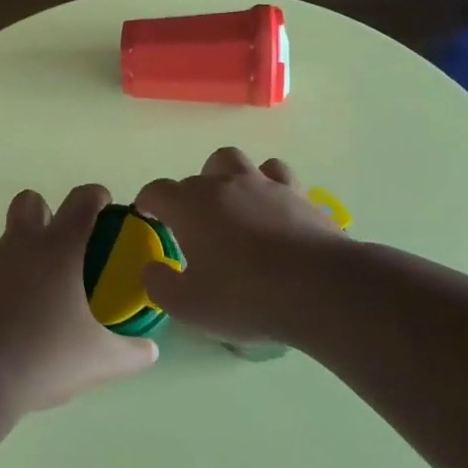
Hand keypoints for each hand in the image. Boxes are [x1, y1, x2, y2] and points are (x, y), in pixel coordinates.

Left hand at [0, 184, 159, 416]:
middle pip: (31, 202)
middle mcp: (19, 246)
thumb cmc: (42, 358)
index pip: (81, 201)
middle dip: (48, 211)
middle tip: (64, 246)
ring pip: (6, 242)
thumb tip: (151, 351)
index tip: (106, 206)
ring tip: (37, 298)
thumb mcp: (99, 362)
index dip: (96, 196)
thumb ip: (131, 353)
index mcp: (58, 250)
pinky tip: (8, 321)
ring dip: (23, 256)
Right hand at [135, 148, 343, 342]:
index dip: (148, 202)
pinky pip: (278, 176)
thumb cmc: (246, 296)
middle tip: (194, 224)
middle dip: (189, 194)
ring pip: (237, 162)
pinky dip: (268, 187)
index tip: (147, 216)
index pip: (158, 191)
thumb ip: (160, 285)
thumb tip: (152, 267)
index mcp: (191, 206)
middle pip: (198, 174)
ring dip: (227, 178)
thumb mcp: (188, 306)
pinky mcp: (299, 195)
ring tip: (232, 206)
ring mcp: (265, 185)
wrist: (320, 288)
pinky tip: (271, 209)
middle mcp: (225, 184)